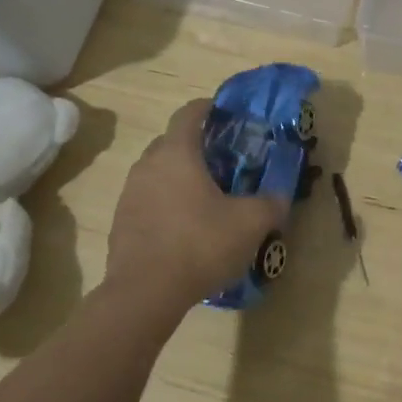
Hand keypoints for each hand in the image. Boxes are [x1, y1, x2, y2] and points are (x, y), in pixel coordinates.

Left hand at [104, 100, 285, 315]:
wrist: (144, 294)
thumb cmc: (199, 244)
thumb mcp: (249, 223)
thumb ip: (270, 204)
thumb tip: (281, 198)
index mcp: (178, 152)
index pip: (189, 113)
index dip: (207, 107)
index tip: (224, 112)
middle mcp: (148, 164)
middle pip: (171, 141)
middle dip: (195, 145)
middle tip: (221, 160)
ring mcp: (129, 193)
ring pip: (157, 171)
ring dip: (178, 175)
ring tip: (203, 195)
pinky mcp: (120, 221)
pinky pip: (147, 199)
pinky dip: (164, 202)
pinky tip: (183, 226)